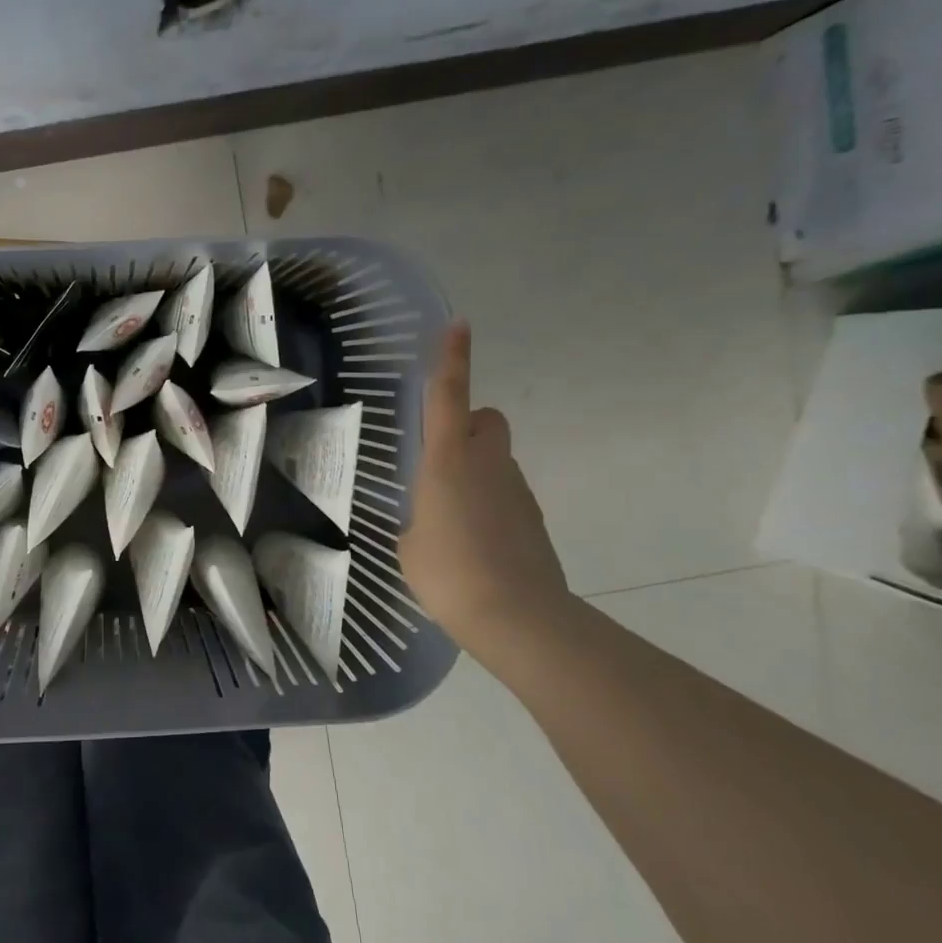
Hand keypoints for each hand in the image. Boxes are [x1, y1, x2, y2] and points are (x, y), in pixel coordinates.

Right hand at [399, 323, 569, 648]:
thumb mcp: (409, 542)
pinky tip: (474, 542)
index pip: (450, 395)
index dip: (452, 359)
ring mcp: (516, 490)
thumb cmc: (447, 573)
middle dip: (468, 425)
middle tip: (440, 457)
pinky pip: (506, 493)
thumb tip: (428, 520)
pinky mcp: (532, 518)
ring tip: (450, 517)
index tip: (458, 326)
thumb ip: (417, 518)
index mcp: (447, 460)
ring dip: (476, 469)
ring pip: (497, 458)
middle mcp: (487, 463)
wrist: (517, 616)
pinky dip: (490, 503)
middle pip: (487, 420)